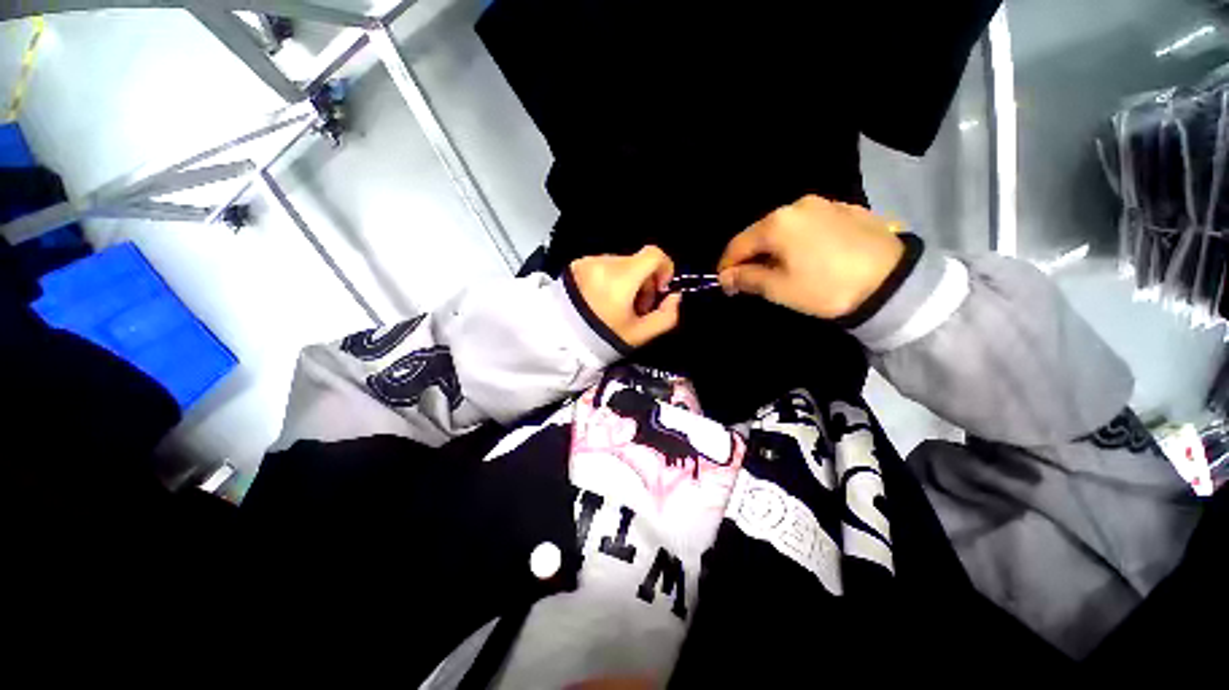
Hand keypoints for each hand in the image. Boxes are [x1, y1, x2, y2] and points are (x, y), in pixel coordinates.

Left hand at [570, 246, 682, 347]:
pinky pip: (603, 266)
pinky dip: (609, 279)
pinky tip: (601, 300)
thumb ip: (666, 315)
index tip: (659, 290)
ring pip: (620, 264)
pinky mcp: (576, 266)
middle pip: (637, 262)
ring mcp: (587, 262)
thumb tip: (675, 297)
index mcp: (621, 277)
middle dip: (644, 282)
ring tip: (617, 306)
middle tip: (637, 308)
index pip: (654, 254)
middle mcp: (604, 262)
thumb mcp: (640, 334)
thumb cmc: (603, 338)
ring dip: (626, 281)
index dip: (665, 269)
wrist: (561, 341)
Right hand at [717, 195, 904, 319]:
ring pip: (784, 228)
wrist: (893, 282)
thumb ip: (747, 279)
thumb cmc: (826, 287)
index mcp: (776, 224)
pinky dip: (798, 240)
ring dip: (774, 248)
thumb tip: (726, 277)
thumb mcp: (780, 289)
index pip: (737, 245)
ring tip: (779, 269)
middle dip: (750, 257)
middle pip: (760, 233)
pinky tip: (808, 257)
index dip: (727, 266)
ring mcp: (823, 204)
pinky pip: (809, 224)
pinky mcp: (845, 209)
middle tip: (751, 280)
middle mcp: (796, 206)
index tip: (726, 285)